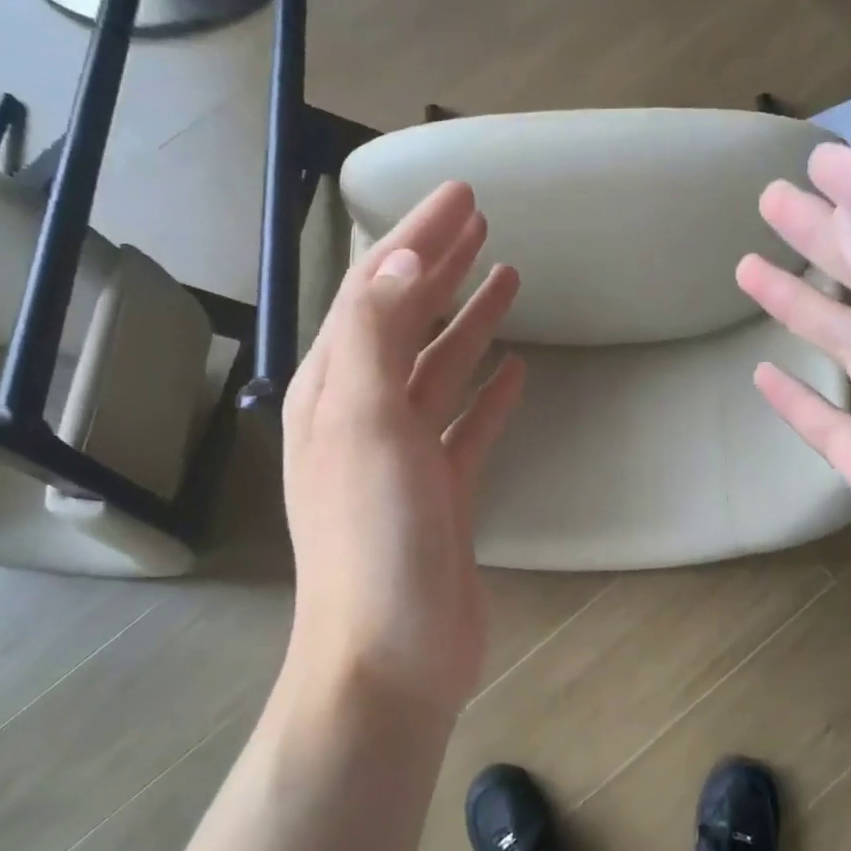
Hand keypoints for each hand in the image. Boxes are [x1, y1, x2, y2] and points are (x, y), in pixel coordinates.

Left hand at [280, 181, 522, 714]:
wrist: (392, 654)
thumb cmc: (373, 539)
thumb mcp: (364, 425)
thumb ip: (376, 339)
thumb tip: (402, 264)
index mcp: (335, 391)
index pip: (376, 293)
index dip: (416, 241)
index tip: (462, 196)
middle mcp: (364, 415)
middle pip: (406, 322)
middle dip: (440, 268)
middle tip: (482, 221)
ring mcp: (405, 457)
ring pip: (439, 370)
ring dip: (469, 323)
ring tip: (508, 278)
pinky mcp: (443, 493)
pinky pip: (466, 427)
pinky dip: (488, 395)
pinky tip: (515, 372)